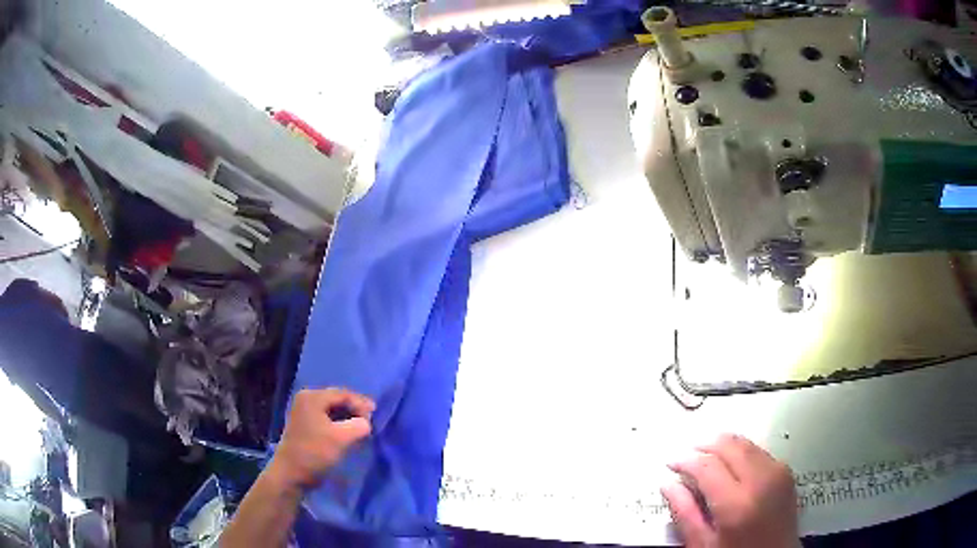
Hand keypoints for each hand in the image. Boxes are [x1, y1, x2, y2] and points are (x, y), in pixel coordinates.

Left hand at [269, 388, 375, 490]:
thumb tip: (366, 422)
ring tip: (362, 427)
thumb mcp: (342, 438)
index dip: (361, 403)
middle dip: (355, 409)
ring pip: (332, 410)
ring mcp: (303, 412)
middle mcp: (306, 399)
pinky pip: (326, 418)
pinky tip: (348, 433)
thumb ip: (359, 425)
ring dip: (348, 417)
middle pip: (337, 399)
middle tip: (371, 420)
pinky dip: (339, 423)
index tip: (376, 416)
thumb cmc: (315, 452)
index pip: (343, 394)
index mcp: (312, 397)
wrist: (291, 473)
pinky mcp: (305, 425)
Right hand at [662, 434, 798, 547]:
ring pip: (746, 444)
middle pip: (730, 446)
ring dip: (724, 445)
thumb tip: (668, 484)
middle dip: (705, 444)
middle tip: (687, 453)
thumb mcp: (703, 545)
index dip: (685, 460)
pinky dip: (741, 451)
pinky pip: (760, 451)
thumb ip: (685, 514)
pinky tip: (731, 464)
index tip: (671, 463)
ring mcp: (778, 473)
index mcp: (737, 503)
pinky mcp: (786, 472)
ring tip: (706, 455)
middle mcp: (761, 480)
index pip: (707, 466)